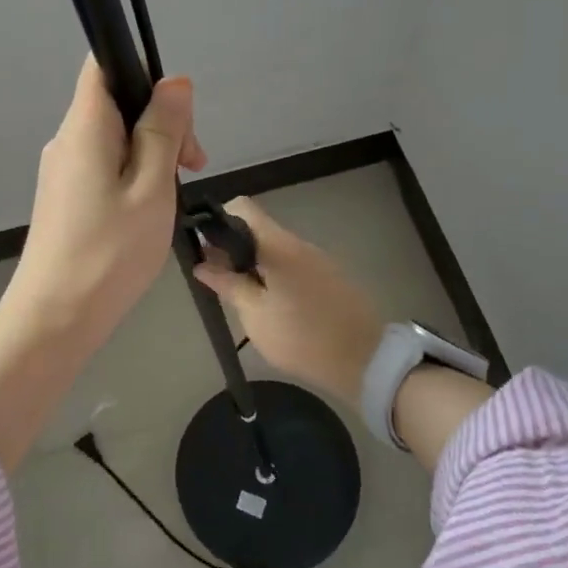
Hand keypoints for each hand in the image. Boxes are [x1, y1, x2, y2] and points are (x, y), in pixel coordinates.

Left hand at [1, 53, 206, 350]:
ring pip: (114, 139)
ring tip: (174, 196)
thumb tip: (174, 81)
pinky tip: (150, 210)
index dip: (144, 74)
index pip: (104, 65)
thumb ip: (163, 131)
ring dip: (152, 153)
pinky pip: (104, 166)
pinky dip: (134, 175)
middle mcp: (67, 140)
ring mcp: (62, 171)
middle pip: (116, 103)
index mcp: (84, 127)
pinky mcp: (65, 198)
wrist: (54, 319)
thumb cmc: (109, 253)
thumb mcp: (151, 188)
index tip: (178, 117)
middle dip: (161, 123)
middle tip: (192, 166)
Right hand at [192, 197, 383, 406]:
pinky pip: (293, 265)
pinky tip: (271, 304)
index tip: (206, 248)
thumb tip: (202, 264)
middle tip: (217, 279)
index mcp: (279, 246)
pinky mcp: (330, 277)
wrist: (364, 360)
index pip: (243, 208)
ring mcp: (318, 259)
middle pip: (258, 229)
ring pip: (275, 249)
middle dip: (233, 248)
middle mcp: (299, 243)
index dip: (219, 220)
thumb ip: (228, 285)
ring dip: (254, 264)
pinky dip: (275, 275)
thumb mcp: (255, 315)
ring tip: (242, 295)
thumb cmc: (302, 338)